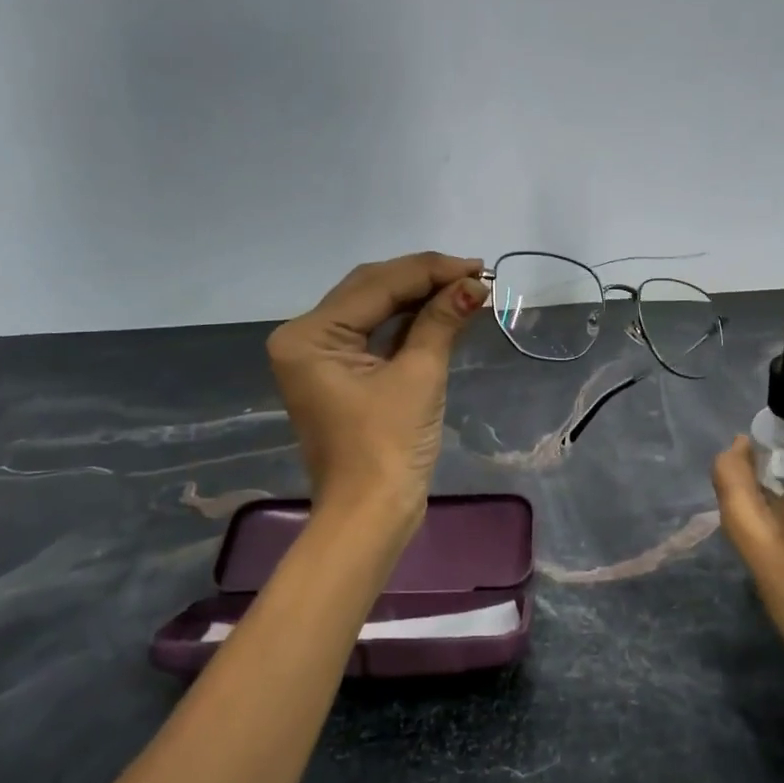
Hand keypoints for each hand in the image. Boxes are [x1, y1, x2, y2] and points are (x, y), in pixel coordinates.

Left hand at [267, 252, 486, 536]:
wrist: (370, 516)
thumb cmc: (388, 448)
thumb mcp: (419, 376)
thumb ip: (441, 321)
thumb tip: (475, 285)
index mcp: (310, 335)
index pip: (377, 285)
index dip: (431, 271)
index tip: (478, 267)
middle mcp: (305, 337)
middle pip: (371, 290)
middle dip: (425, 279)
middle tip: (475, 274)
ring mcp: (320, 356)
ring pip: (374, 308)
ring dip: (419, 297)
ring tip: (466, 287)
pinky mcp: (339, 373)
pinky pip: (375, 333)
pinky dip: (409, 322)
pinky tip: (443, 310)